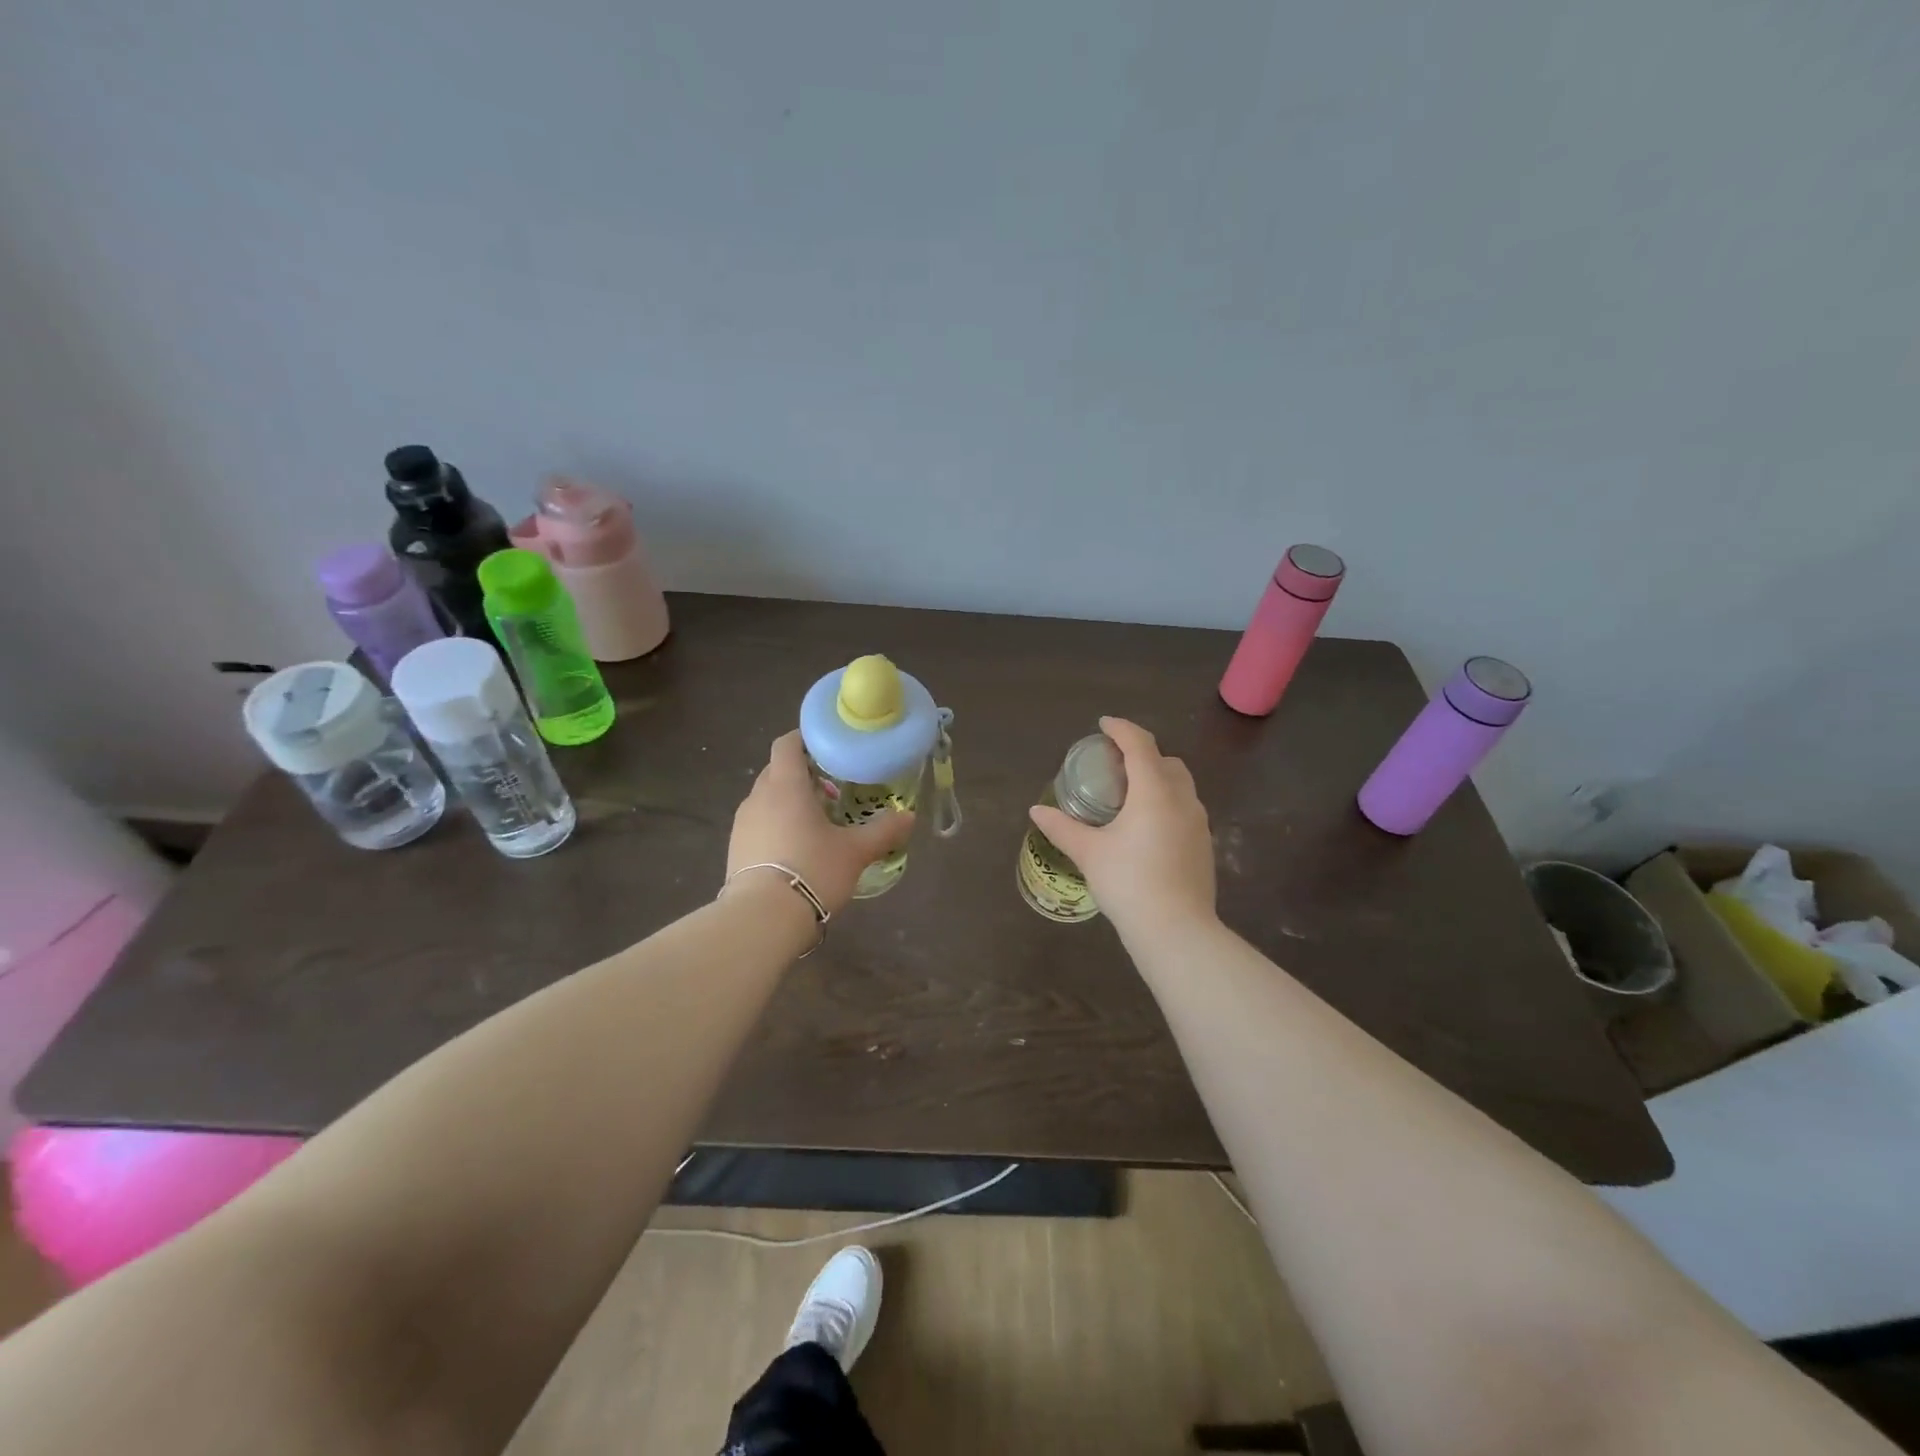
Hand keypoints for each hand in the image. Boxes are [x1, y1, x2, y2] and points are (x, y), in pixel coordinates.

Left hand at [727, 731, 915, 913]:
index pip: (787, 744)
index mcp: (785, 785)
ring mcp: (742, 824)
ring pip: (767, 799)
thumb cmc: (813, 870)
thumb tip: (909, 816)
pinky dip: (777, 825)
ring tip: (819, 819)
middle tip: (834, 786)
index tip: (828, 745)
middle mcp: (758, 797)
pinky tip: (798, 848)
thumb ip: (883, 830)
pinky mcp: (735, 850)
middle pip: (777, 771)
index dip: (805, 738)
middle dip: (803, 773)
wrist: (762, 919)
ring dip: (790, 802)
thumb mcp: (855, 851)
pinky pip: (759, 824)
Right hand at [1028, 716, 1215, 939]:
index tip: (1104, 724)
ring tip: (1130, 795)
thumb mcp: (1089, 853)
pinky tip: (1147, 828)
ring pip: (1181, 785)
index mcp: (1154, 792)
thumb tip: (1036, 811)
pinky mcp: (1204, 846)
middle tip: (1114, 765)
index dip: (1121, 729)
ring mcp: (1199, 823)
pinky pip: (1186, 809)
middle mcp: (1182, 799)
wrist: (1176, 930)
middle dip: (1142, 754)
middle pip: (1166, 761)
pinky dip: (1166, 803)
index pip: (1140, 745)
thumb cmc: (1128, 883)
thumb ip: (1062, 827)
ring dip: (1157, 779)